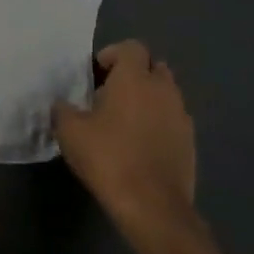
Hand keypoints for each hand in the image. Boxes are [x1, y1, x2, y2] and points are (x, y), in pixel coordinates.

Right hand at [53, 41, 198, 241]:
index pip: (131, 47)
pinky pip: (173, 120)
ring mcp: (182, 116)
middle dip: (134, 74)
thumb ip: (63, 110)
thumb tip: (62, 105)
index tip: (96, 74)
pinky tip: (141, 145)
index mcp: (135, 78)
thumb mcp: (70, 132)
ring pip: (166, 94)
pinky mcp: (190, 142)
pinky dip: (159, 123)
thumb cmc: (109, 159)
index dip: (113, 55)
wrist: (153, 206)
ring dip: (148, 99)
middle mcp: (163, 89)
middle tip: (110, 95)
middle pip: (153, 67)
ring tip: (125, 122)